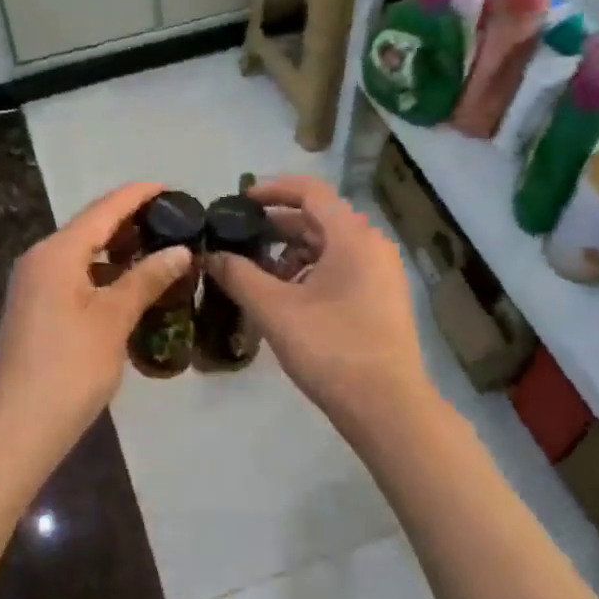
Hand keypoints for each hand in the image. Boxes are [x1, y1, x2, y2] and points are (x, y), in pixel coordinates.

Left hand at [0, 183, 191, 454]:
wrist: (18, 427)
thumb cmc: (70, 368)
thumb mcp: (114, 319)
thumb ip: (146, 279)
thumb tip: (180, 250)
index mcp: (57, 252)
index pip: (105, 209)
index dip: (139, 195)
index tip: (172, 188)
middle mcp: (41, 259)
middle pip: (91, 227)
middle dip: (131, 222)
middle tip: (174, 223)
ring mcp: (35, 285)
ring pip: (83, 253)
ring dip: (119, 251)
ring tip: (160, 252)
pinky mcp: (36, 308)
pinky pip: (75, 276)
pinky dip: (105, 274)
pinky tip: (131, 287)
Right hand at [207, 175, 436, 442]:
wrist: (388, 408)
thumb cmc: (331, 348)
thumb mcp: (275, 310)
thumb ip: (239, 276)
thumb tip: (211, 255)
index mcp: (352, 236)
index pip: (310, 191)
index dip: (272, 190)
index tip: (240, 202)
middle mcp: (372, 245)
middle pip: (319, 219)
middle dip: (277, 226)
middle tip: (239, 239)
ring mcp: (382, 273)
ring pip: (330, 246)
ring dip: (292, 252)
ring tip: (259, 274)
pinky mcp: (382, 298)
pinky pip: (342, 268)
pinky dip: (312, 272)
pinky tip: (287, 297)